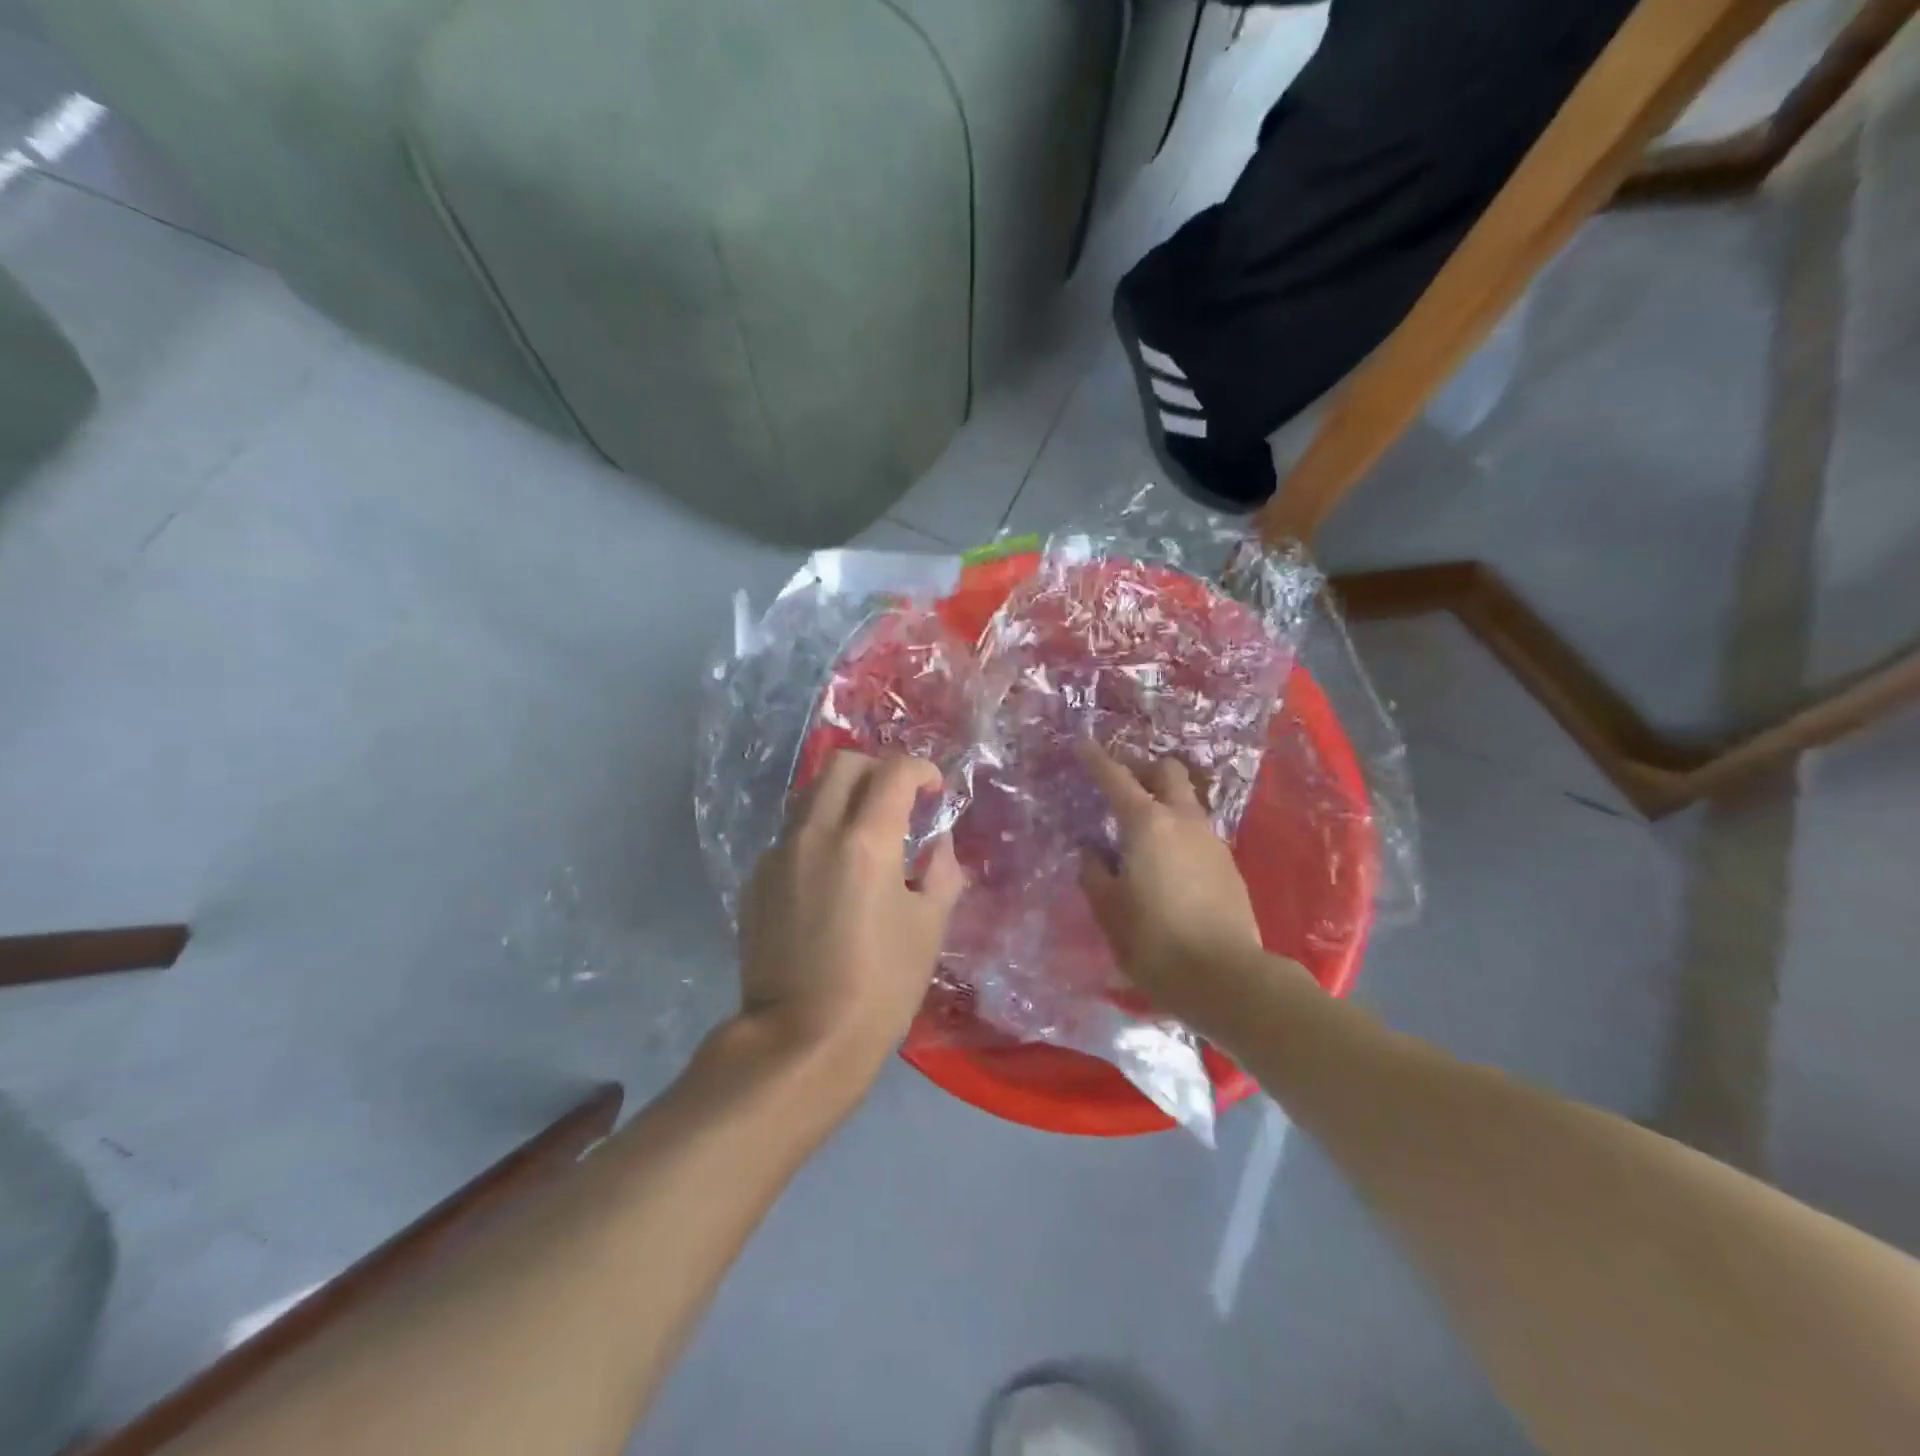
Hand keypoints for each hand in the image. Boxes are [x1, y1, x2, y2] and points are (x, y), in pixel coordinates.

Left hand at [736, 751, 964, 1084]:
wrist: (800, 1040)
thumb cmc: (880, 987)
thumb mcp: (929, 927)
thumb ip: (941, 871)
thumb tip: (937, 842)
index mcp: (866, 842)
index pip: (893, 771)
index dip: (921, 769)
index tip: (933, 789)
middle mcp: (816, 833)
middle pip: (842, 763)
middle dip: (877, 768)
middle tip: (897, 799)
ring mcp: (778, 854)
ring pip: (809, 794)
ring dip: (842, 796)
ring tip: (864, 831)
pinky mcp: (756, 879)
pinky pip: (791, 834)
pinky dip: (817, 833)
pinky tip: (830, 874)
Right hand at [1078, 742, 1274, 1032]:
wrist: (1226, 978)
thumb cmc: (1155, 942)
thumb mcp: (1109, 911)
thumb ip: (1094, 874)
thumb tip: (1091, 853)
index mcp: (1147, 825)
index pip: (1116, 779)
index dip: (1096, 759)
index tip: (1082, 743)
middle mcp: (1183, 821)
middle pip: (1167, 773)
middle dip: (1143, 770)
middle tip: (1121, 789)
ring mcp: (1211, 841)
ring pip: (1186, 802)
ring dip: (1163, 802)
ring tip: (1140, 832)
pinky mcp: (1228, 865)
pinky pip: (1197, 831)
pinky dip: (1178, 832)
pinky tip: (1166, 863)